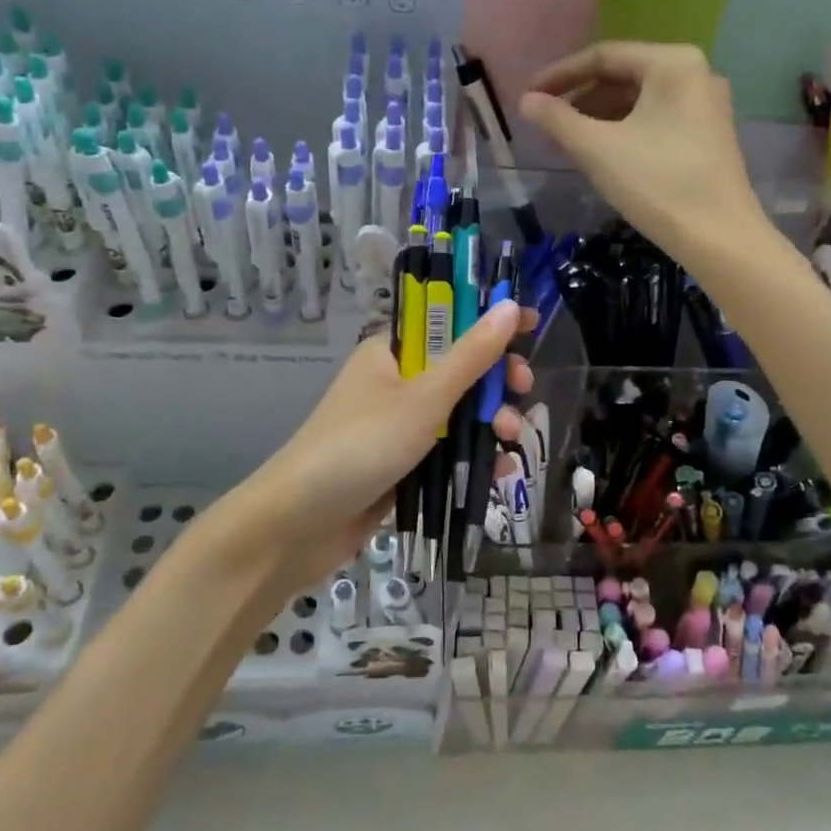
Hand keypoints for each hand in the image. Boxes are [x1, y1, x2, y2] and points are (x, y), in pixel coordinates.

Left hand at [244, 301, 534, 590]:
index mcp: (392, 352)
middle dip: (496, 381)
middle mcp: (396, 383)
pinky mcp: (402, 465)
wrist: (298, 524)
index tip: (532, 324)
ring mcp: (399, 426)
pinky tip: (501, 470)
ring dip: (491, 422)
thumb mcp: (425, 398)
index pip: (448, 322)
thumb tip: (511, 306)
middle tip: (524, 390)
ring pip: (458, 413)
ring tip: (512, 438)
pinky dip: (474, 455)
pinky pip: (448, 450)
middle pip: (459, 370)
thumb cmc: (362, 445)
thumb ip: (472, 356)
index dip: (488, 320)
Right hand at [518, 42, 768, 269]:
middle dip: (580, 99)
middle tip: (546, 123)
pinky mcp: (709, 134)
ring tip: (567, 142)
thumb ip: (557, 119)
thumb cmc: (656, 184)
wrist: (719, 238)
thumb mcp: (597, 149)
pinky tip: (602, 153)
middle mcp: (695, 73)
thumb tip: (526, 101)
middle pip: (622, 76)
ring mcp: (706, 104)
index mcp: (672, 63)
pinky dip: (624, 130)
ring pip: (639, 101)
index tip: (528, 96)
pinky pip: (656, 119)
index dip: (559, 75)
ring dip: (599, 117)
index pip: (603, 57)